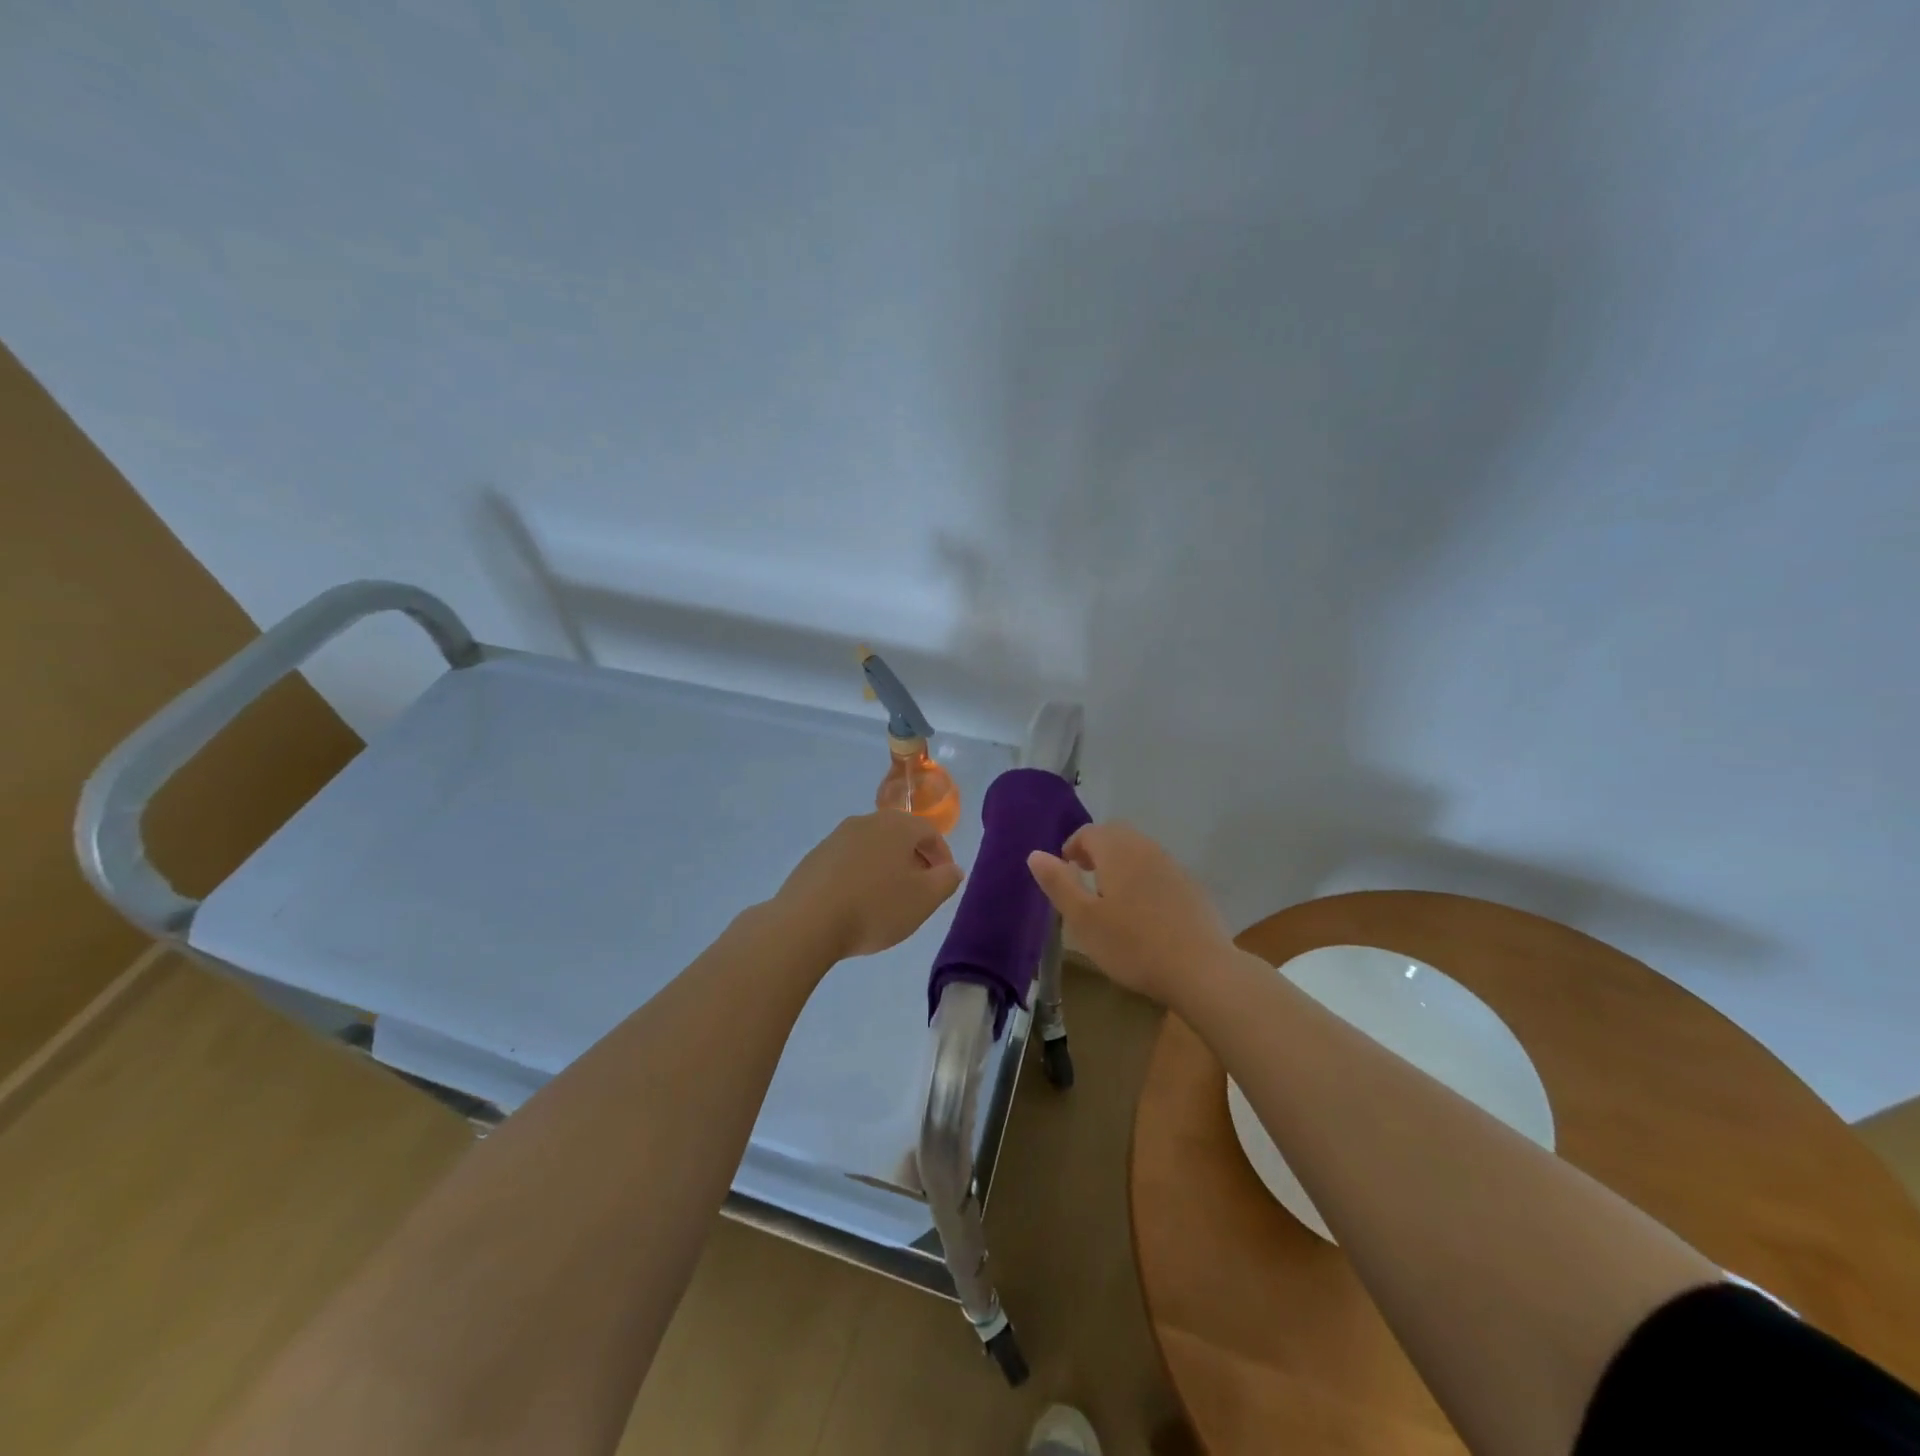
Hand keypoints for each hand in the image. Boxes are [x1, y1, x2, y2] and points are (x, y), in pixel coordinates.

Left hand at [769, 811, 965, 961]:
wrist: (806, 922)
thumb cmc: (875, 907)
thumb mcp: (924, 899)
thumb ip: (946, 880)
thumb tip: (952, 869)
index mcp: (896, 825)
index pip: (929, 831)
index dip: (942, 856)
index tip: (944, 881)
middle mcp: (866, 821)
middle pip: (899, 835)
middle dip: (914, 859)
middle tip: (919, 889)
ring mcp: (836, 837)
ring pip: (872, 847)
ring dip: (885, 866)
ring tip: (888, 898)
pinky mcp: (814, 857)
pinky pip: (848, 860)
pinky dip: (860, 874)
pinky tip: (857, 902)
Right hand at [1027, 822, 1232, 1005]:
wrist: (1201, 970)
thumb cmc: (1132, 944)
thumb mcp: (1083, 918)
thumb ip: (1058, 883)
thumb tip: (1035, 854)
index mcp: (1118, 851)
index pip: (1089, 832)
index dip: (1072, 848)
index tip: (1064, 873)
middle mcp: (1147, 849)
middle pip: (1116, 836)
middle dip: (1096, 852)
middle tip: (1085, 882)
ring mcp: (1174, 867)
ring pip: (1140, 853)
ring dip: (1121, 865)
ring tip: (1111, 899)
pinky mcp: (1192, 888)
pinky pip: (1160, 872)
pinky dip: (1144, 881)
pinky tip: (1144, 915)